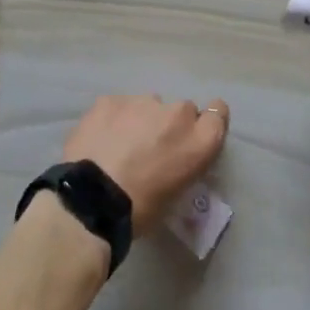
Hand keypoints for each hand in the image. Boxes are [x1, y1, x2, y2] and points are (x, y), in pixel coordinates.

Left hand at [64, 95, 228, 236]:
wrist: (91, 200)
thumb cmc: (140, 210)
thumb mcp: (176, 195)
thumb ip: (183, 166)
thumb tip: (173, 160)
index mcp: (200, 142)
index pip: (218, 113)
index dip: (206, 121)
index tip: (194, 134)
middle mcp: (178, 114)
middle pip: (181, 110)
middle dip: (169, 125)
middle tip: (151, 148)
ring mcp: (144, 102)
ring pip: (148, 106)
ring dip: (141, 120)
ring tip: (119, 145)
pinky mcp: (112, 99)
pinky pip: (119, 106)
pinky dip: (113, 119)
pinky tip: (100, 139)